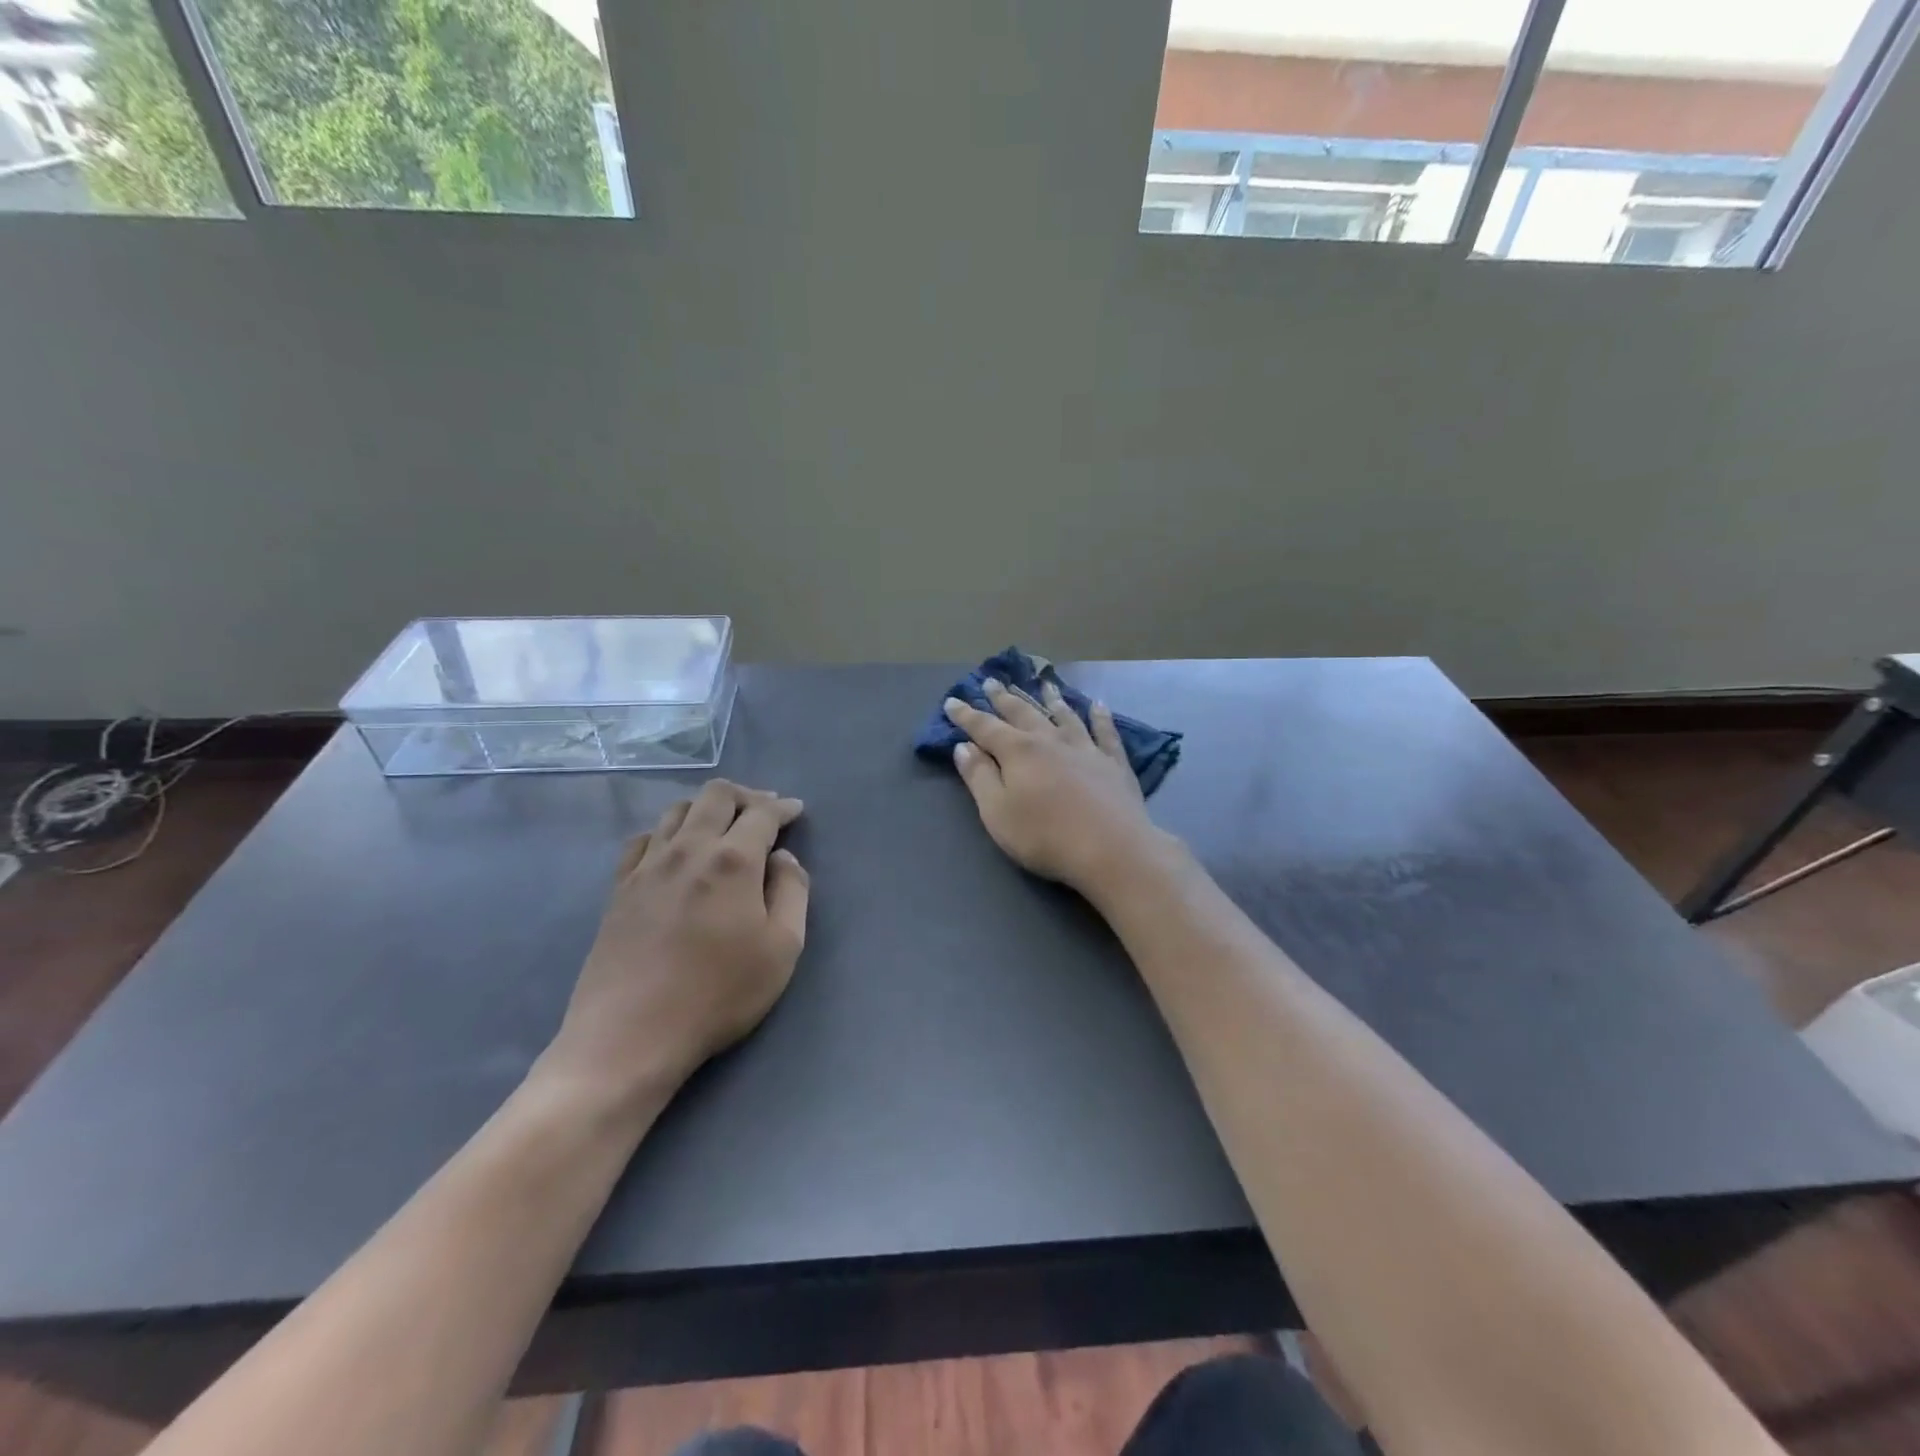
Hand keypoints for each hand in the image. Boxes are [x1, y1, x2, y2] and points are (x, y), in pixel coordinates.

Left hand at [539, 780, 810, 1114]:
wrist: (631, 1035)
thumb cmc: (719, 993)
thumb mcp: (783, 948)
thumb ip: (793, 891)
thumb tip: (782, 858)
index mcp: (732, 860)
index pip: (761, 813)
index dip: (783, 807)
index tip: (796, 810)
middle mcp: (688, 849)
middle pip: (716, 796)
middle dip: (746, 795)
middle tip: (764, 810)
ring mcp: (647, 866)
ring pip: (678, 810)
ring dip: (707, 808)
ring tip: (723, 826)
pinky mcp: (620, 888)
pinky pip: (644, 838)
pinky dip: (668, 831)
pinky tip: (675, 849)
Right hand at [945, 679, 1169, 895]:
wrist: (1111, 848)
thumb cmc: (1044, 836)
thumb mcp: (997, 812)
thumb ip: (978, 777)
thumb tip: (963, 746)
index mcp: (1018, 751)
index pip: (985, 727)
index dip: (966, 715)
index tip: (952, 701)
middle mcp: (1050, 740)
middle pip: (1023, 713)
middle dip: (1004, 698)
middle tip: (992, 681)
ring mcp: (1085, 748)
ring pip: (1064, 715)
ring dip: (1051, 699)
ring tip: (1043, 684)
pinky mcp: (1114, 762)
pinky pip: (1105, 732)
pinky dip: (1100, 716)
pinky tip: (1098, 705)